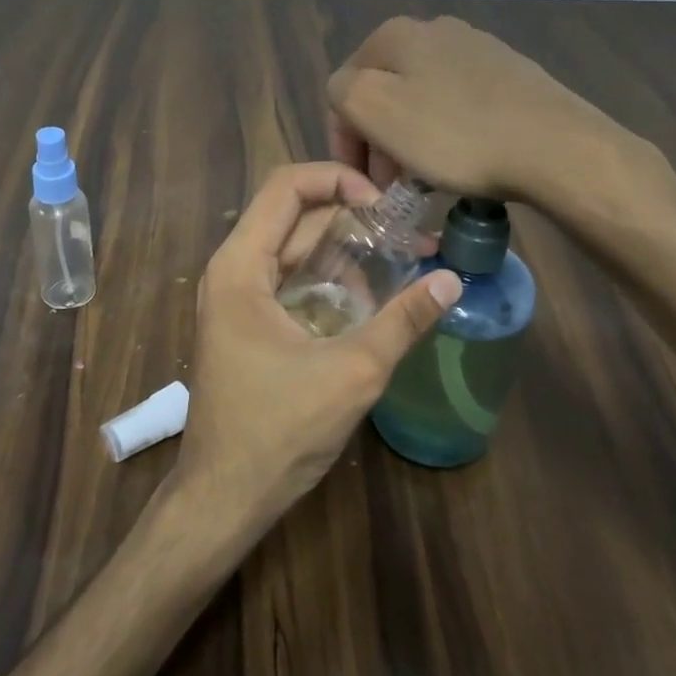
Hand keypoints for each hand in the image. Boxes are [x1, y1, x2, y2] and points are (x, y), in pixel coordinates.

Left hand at [173, 162, 461, 533]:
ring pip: (295, 252)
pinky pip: (291, 284)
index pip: (287, 187)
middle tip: (411, 235)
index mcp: (241, 266)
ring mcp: (237, 300)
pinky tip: (373, 301)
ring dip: (346, 254)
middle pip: (295, 218)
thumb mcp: (352, 372)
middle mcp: (233, 272)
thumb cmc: (278, 430)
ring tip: (404, 264)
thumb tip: (451, 280)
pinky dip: (330, 282)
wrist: (224, 496)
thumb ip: (402, 321)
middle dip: (353, 219)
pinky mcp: (248, 326)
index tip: (386, 204)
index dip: (338, 179)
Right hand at [327, 15, 661, 214]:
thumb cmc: (454, 134)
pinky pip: (457, 104)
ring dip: (410, 138)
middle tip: (390, 185)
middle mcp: (434, 29)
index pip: (344, 89)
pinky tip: (460, 159)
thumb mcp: (374, 109)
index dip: (345, 141)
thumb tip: (350, 93)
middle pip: (384, 92)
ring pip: (420, 98)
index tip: (362, 183)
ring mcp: (477, 48)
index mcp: (394, 34)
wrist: (554, 146)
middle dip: (378, 139)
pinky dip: (446, 132)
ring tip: (422, 178)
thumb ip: (342, 92)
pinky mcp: (509, 73)